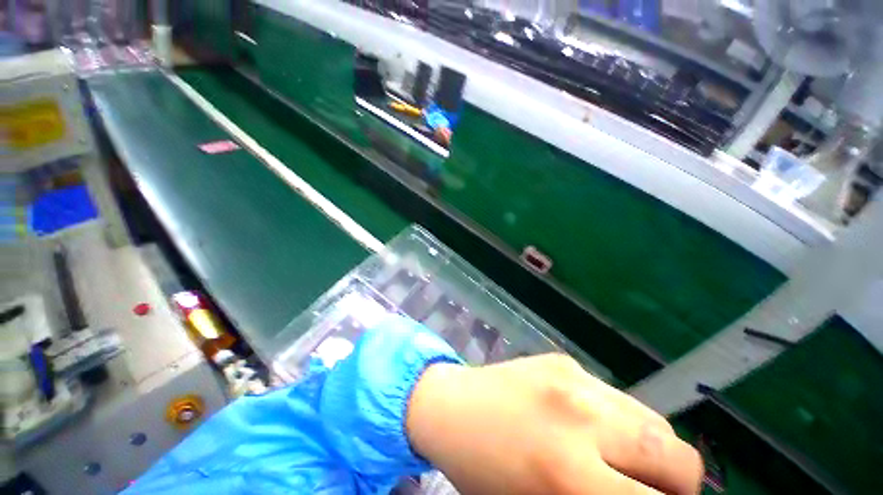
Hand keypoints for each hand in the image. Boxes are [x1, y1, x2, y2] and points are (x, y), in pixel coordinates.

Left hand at [406, 354, 702, 493]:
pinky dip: (617, 418)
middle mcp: (581, 415)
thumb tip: (640, 494)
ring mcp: (572, 377)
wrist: (449, 405)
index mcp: (569, 472)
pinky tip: (587, 423)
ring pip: (650, 418)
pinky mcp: (563, 359)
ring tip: (623, 457)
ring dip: (650, 446)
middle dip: (675, 481)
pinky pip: (614, 395)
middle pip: (675, 452)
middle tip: (648, 490)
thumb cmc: (484, 471)